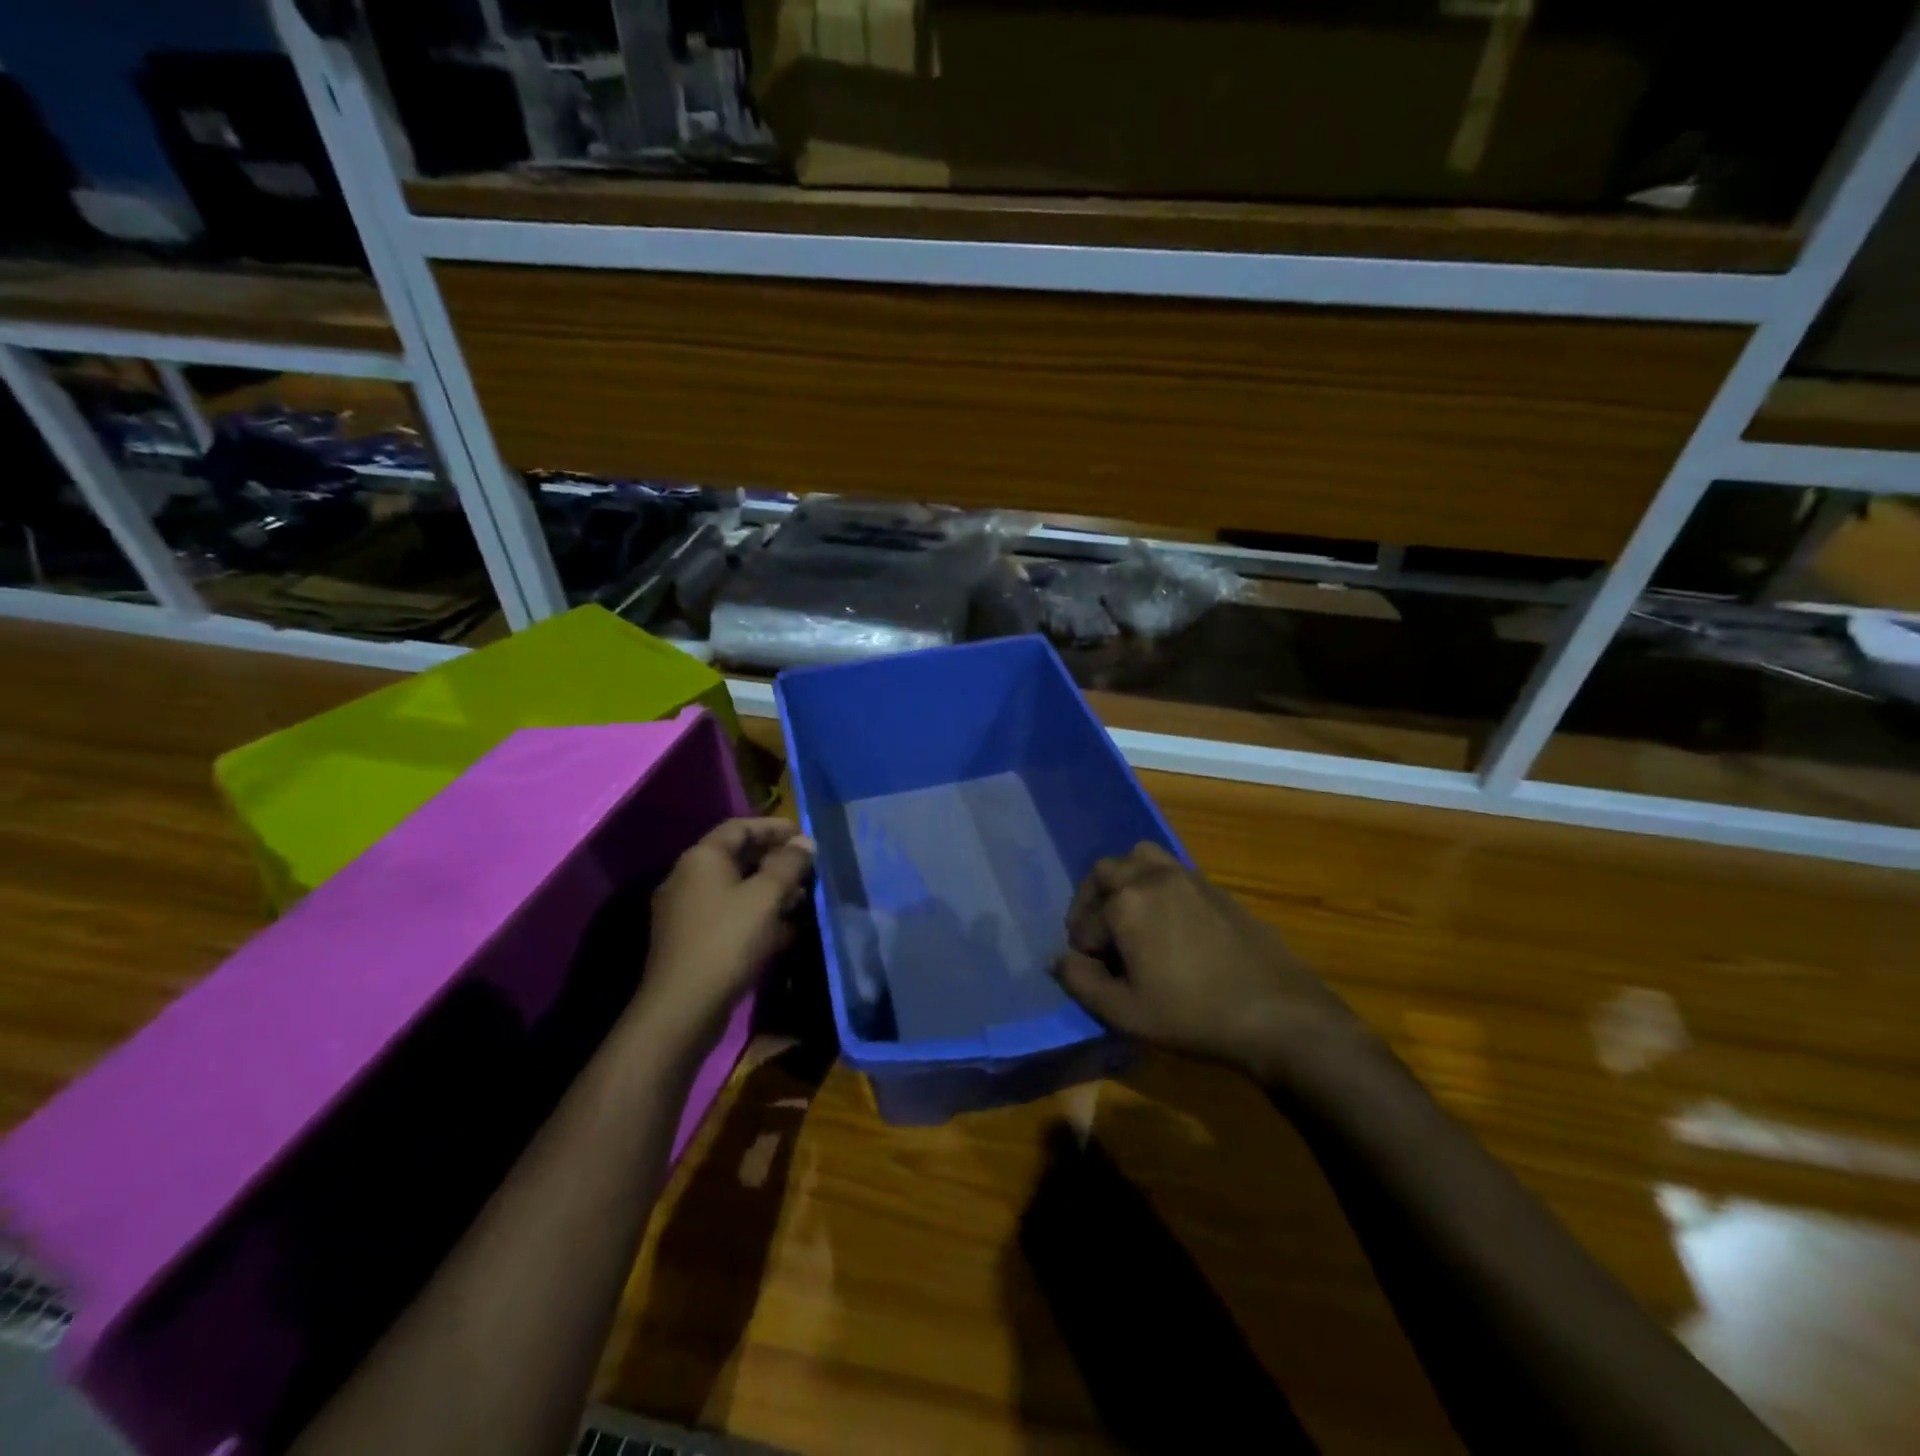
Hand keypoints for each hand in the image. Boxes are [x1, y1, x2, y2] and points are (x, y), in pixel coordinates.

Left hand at [633, 818, 814, 1049]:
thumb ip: (788, 865)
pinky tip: (787, 927)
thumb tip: (805, 841)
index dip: (773, 827)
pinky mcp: (693, 940)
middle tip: (808, 865)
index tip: (804, 833)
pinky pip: (731, 915)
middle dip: (775, 859)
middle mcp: (689, 878)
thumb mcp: (766, 897)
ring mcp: (688, 912)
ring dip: (770, 889)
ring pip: (736, 889)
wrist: (683, 1007)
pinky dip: (758, 915)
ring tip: (804, 896)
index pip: (739, 827)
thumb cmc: (727, 940)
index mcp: (702, 859)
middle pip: (737, 857)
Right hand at [1051, 842, 1378, 1087]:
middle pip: (1105, 872)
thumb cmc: (1193, 1015)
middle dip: (1092, 902)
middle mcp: (1152, 877)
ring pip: (1140, 858)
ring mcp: (1187, 877)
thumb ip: (1081, 982)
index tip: (1093, 974)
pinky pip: (1171, 871)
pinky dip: (1155, 886)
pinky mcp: (1215, 888)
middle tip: (1099, 937)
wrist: (1278, 1014)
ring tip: (1129, 918)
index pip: (1085, 921)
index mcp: (1126, 903)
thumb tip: (1056, 959)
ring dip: (1124, 881)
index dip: (1082, 951)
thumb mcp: (1126, 1012)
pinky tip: (1168, 925)